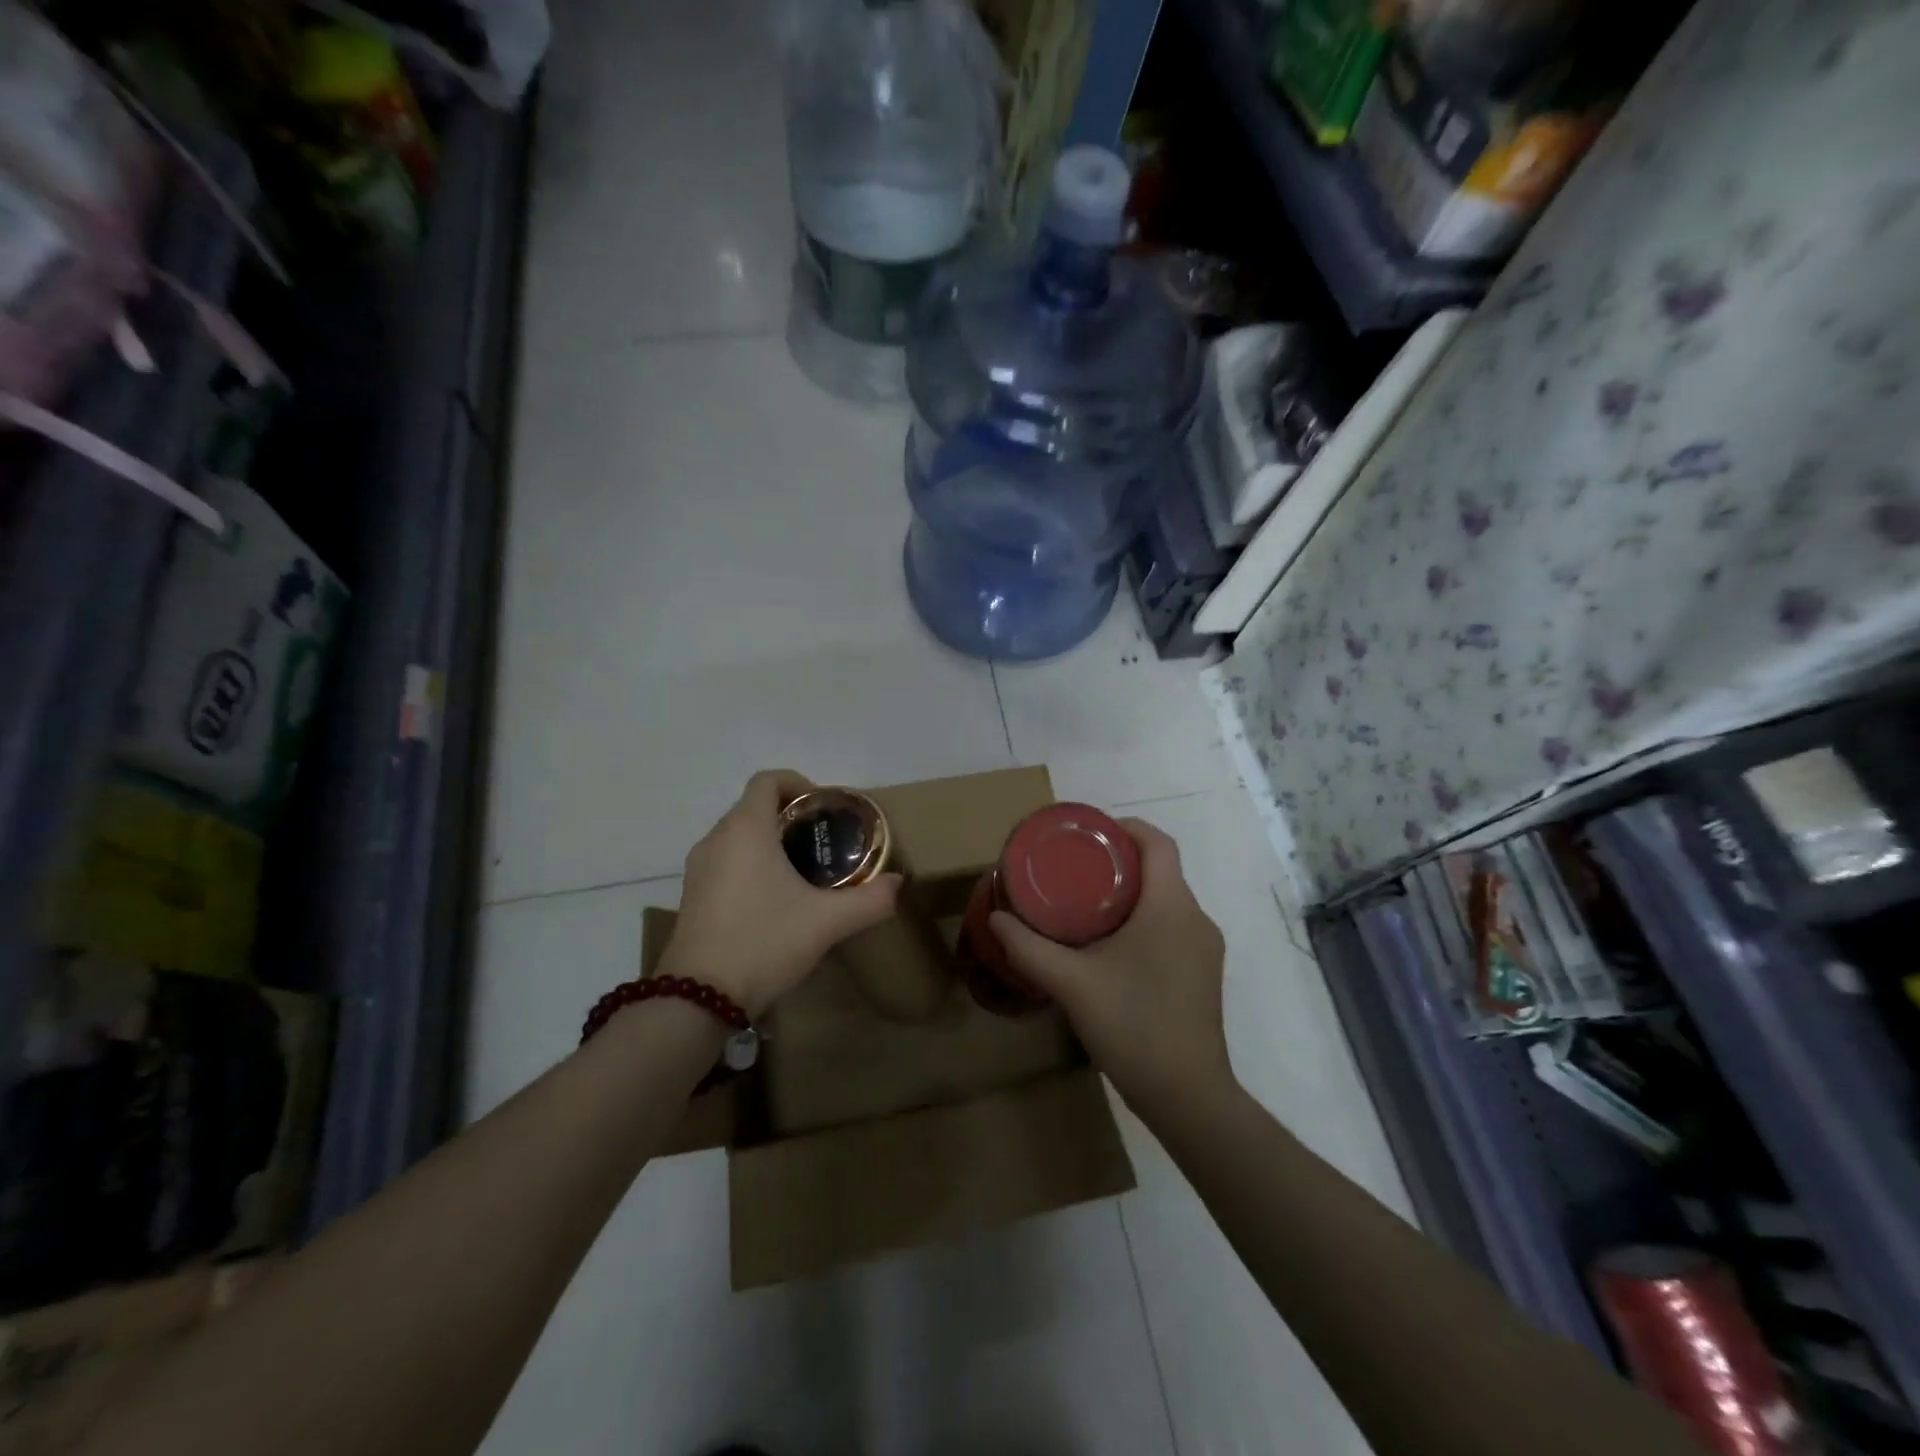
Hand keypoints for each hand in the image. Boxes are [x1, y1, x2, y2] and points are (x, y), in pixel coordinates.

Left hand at [661, 770, 900, 1017]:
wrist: (698, 998)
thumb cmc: (764, 942)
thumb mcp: (827, 922)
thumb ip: (869, 900)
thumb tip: (897, 883)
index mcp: (746, 829)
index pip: (768, 780)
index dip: (798, 783)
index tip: (823, 810)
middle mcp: (717, 839)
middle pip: (754, 806)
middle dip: (789, 816)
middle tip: (823, 842)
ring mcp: (698, 868)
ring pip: (738, 835)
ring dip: (769, 840)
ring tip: (803, 870)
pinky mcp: (692, 895)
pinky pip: (726, 861)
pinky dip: (751, 864)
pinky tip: (774, 900)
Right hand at [989, 818, 1233, 1121]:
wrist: (1188, 1097)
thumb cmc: (1133, 1027)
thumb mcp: (1071, 984)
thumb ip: (1029, 948)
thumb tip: (995, 917)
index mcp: (1171, 907)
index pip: (1158, 843)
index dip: (1124, 828)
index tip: (1087, 834)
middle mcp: (1195, 918)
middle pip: (1160, 870)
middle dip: (1117, 862)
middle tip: (1072, 869)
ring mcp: (1204, 948)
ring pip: (1166, 900)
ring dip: (1129, 893)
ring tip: (1083, 903)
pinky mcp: (1202, 973)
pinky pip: (1172, 926)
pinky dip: (1143, 920)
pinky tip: (1109, 945)